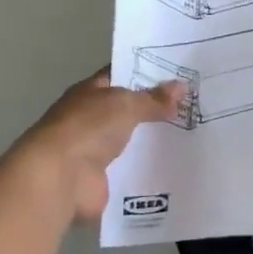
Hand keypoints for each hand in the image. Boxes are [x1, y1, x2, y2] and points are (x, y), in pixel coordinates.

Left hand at [6, 70, 185, 221]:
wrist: (60, 178)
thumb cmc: (88, 128)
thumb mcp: (126, 104)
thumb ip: (153, 98)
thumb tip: (182, 86)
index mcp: (90, 93)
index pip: (120, 75)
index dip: (145, 73)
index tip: (176, 73)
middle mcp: (90, 119)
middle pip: (128, 110)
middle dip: (155, 109)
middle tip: (192, 105)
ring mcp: (94, 151)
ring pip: (131, 140)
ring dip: (153, 141)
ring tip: (192, 135)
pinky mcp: (102, 180)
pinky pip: (131, 170)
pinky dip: (148, 170)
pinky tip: (177, 165)